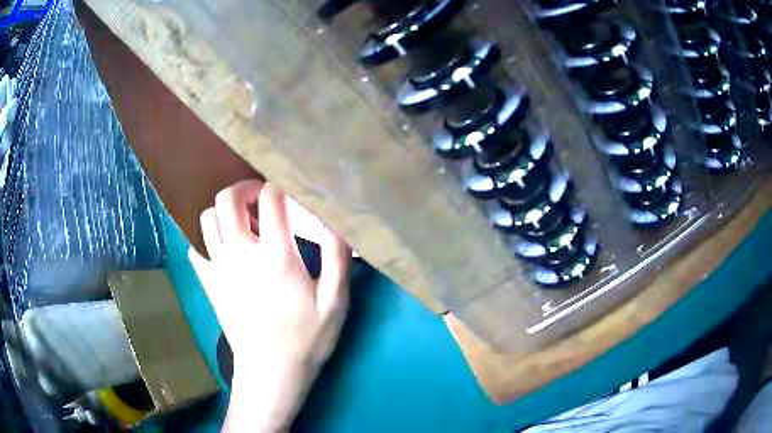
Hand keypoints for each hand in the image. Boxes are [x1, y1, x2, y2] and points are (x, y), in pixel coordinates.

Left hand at [188, 180, 351, 431]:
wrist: (271, 372)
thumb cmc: (307, 339)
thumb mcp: (335, 300)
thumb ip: (337, 256)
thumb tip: (335, 218)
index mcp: (275, 255)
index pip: (269, 198)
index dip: (280, 188)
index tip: (289, 197)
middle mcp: (240, 253)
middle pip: (227, 199)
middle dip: (244, 189)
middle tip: (261, 199)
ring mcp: (219, 268)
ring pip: (207, 218)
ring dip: (225, 212)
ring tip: (244, 224)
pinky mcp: (209, 283)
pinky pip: (197, 248)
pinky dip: (208, 240)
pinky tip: (225, 250)